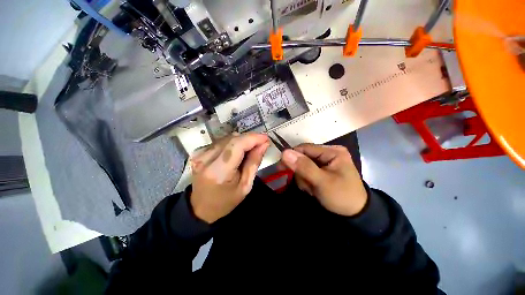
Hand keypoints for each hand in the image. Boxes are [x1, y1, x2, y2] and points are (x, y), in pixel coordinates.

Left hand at [189, 133, 269, 223]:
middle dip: (249, 139)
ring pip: (227, 138)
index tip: (266, 138)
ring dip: (241, 141)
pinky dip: (232, 143)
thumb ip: (254, 163)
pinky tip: (236, 152)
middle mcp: (206, 159)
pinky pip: (221, 141)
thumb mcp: (245, 186)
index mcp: (218, 171)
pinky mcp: (198, 151)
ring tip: (249, 150)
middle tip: (260, 145)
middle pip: (232, 139)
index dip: (253, 138)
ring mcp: (200, 154)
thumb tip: (264, 144)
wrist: (201, 207)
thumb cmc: (226, 201)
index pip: (237, 145)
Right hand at [280, 143, 366, 215]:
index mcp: (332, 151)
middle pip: (303, 157)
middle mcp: (328, 154)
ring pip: (303, 166)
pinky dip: (306, 181)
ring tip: (311, 189)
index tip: (280, 167)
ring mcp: (324, 163)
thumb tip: (284, 153)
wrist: (355, 215)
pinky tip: (312, 189)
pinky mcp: (321, 171)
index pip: (305, 148)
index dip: (292, 156)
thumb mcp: (322, 182)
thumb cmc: (342, 196)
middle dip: (301, 172)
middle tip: (304, 185)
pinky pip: (306, 172)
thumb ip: (303, 167)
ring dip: (303, 179)